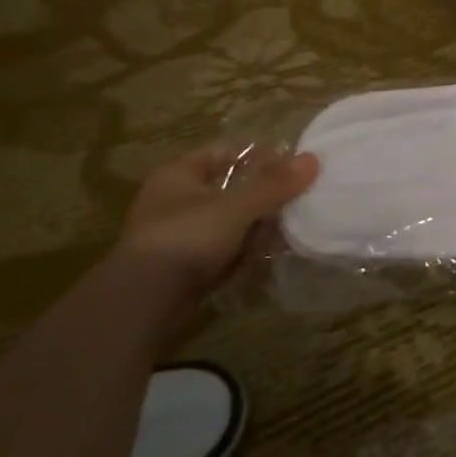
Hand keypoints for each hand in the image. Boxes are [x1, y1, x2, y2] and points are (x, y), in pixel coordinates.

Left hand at [117, 142, 318, 297]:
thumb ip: (274, 184)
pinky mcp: (186, 266)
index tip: (292, 169)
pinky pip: (225, 250)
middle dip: (264, 197)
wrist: (143, 304)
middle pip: (231, 188)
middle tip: (295, 203)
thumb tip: (313, 160)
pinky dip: (245, 252)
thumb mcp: (235, 207)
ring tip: (287, 233)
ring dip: (258, 227)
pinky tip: (267, 257)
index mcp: (179, 175)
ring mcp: (180, 235)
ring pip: (231, 222)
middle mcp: (177, 200)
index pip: (225, 152)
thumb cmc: (186, 238)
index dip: (259, 156)